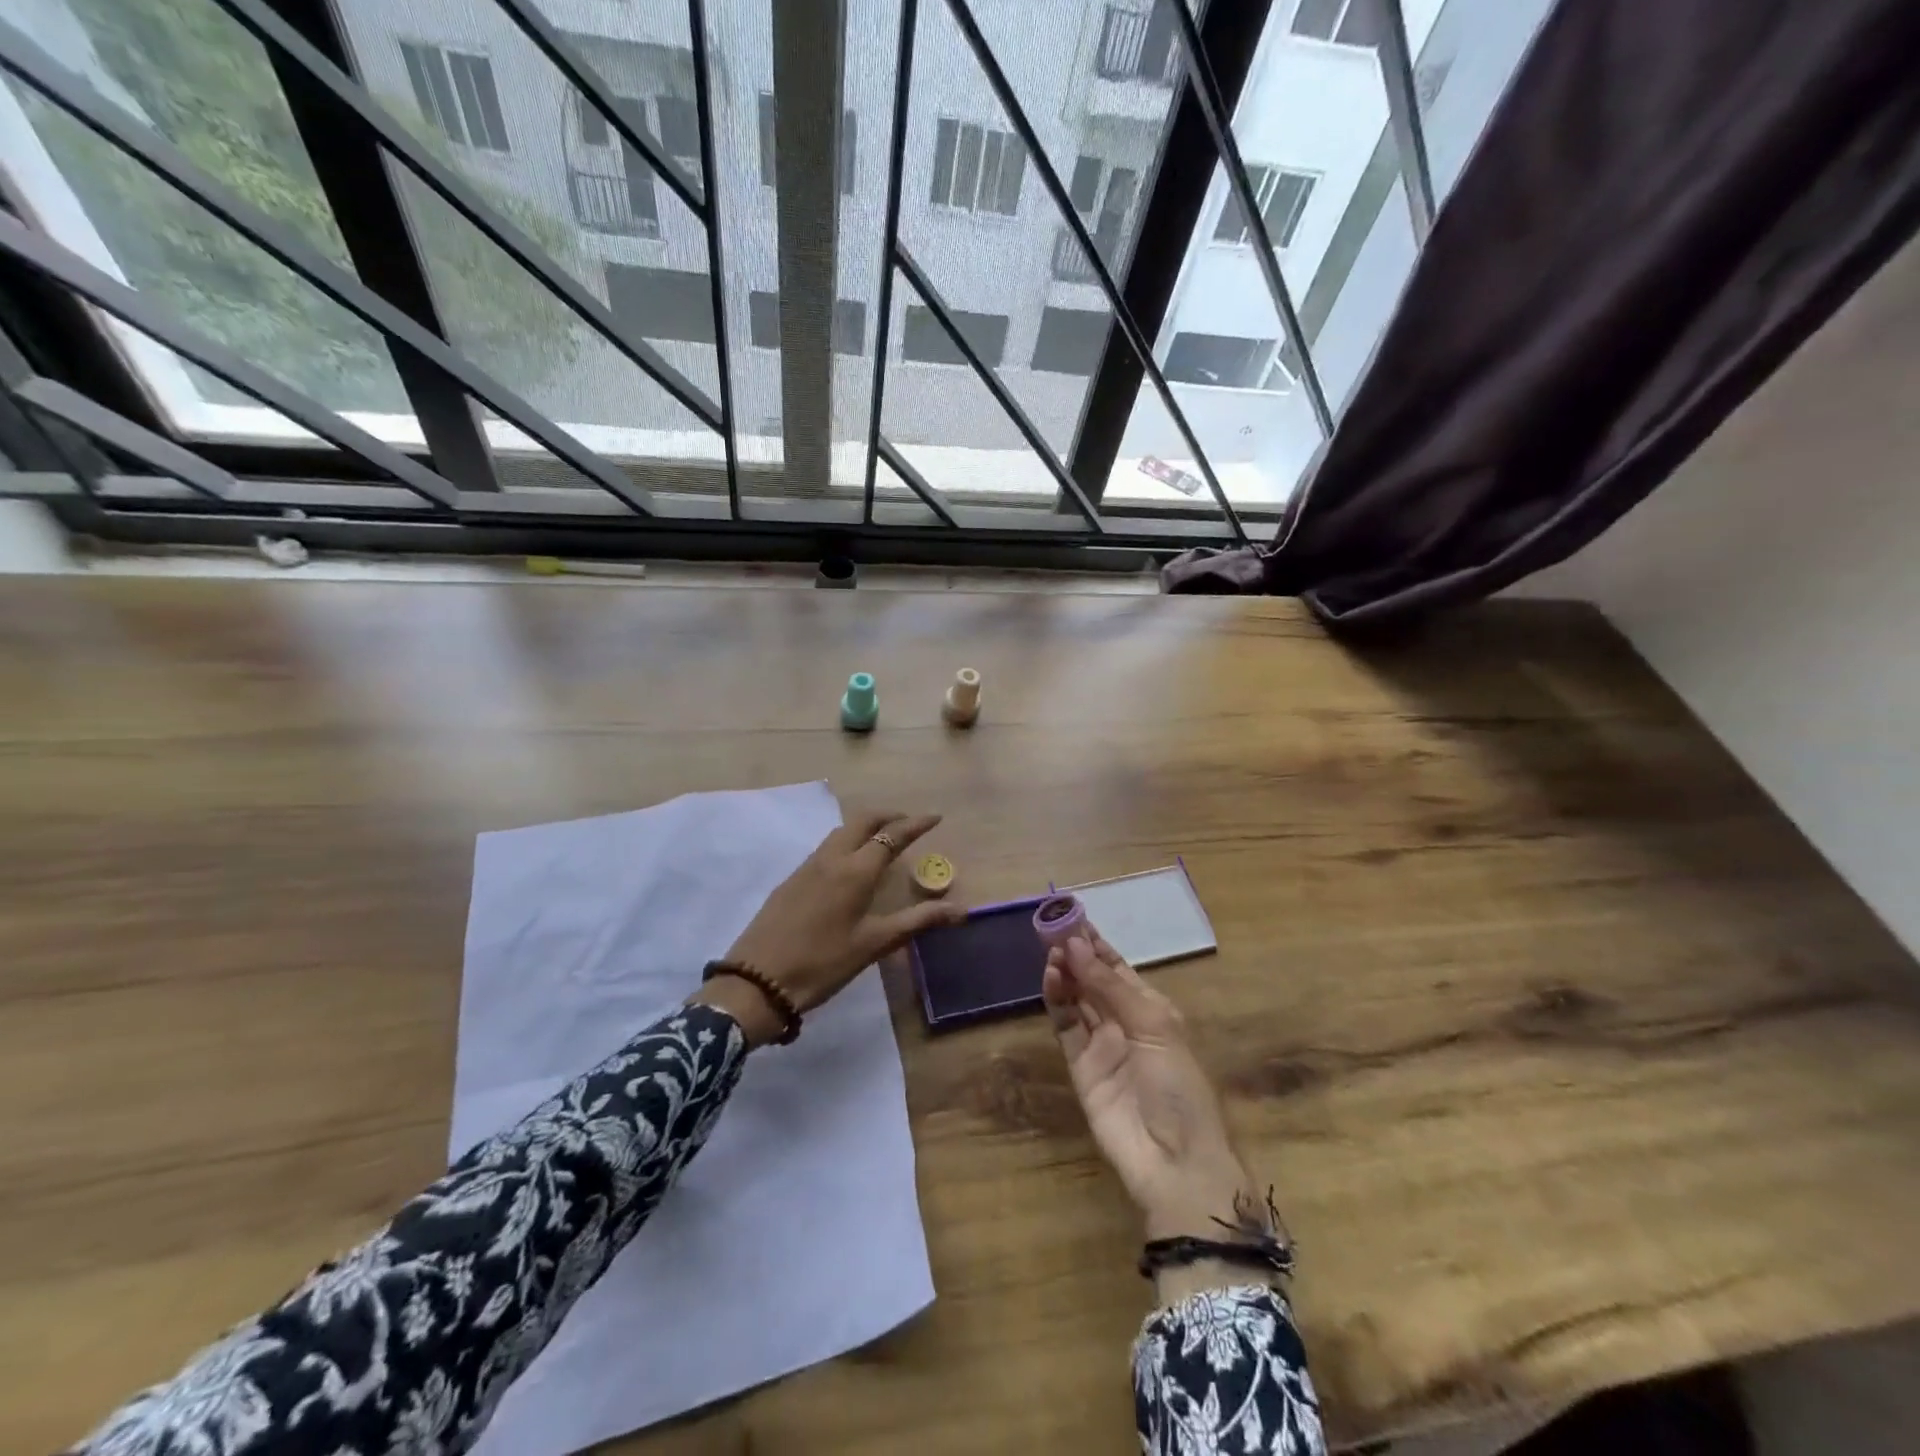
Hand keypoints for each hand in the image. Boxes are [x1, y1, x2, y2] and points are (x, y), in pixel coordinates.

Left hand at [694, 809, 965, 1044]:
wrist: (757, 982)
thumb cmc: (823, 963)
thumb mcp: (874, 944)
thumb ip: (918, 921)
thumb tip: (961, 910)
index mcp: (855, 871)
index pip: (892, 835)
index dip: (916, 824)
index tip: (936, 816)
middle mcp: (831, 859)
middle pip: (862, 821)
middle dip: (888, 815)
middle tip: (909, 823)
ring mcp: (807, 867)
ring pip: (841, 831)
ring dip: (865, 826)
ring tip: (883, 839)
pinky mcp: (791, 880)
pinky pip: (826, 847)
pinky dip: (847, 841)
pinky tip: (850, 864)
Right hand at [1043, 932, 1256, 1241]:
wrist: (1174, 1161)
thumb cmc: (1178, 1085)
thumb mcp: (1153, 1026)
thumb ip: (1110, 986)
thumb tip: (1076, 945)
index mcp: (1151, 1010)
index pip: (1118, 969)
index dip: (1097, 945)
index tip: (1073, 918)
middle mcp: (1124, 1022)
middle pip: (1094, 981)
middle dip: (1076, 954)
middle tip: (1052, 928)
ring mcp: (1101, 1045)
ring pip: (1077, 1000)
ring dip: (1065, 974)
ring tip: (1051, 951)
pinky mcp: (1080, 1067)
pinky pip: (1065, 1027)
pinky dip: (1056, 1002)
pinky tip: (1050, 979)